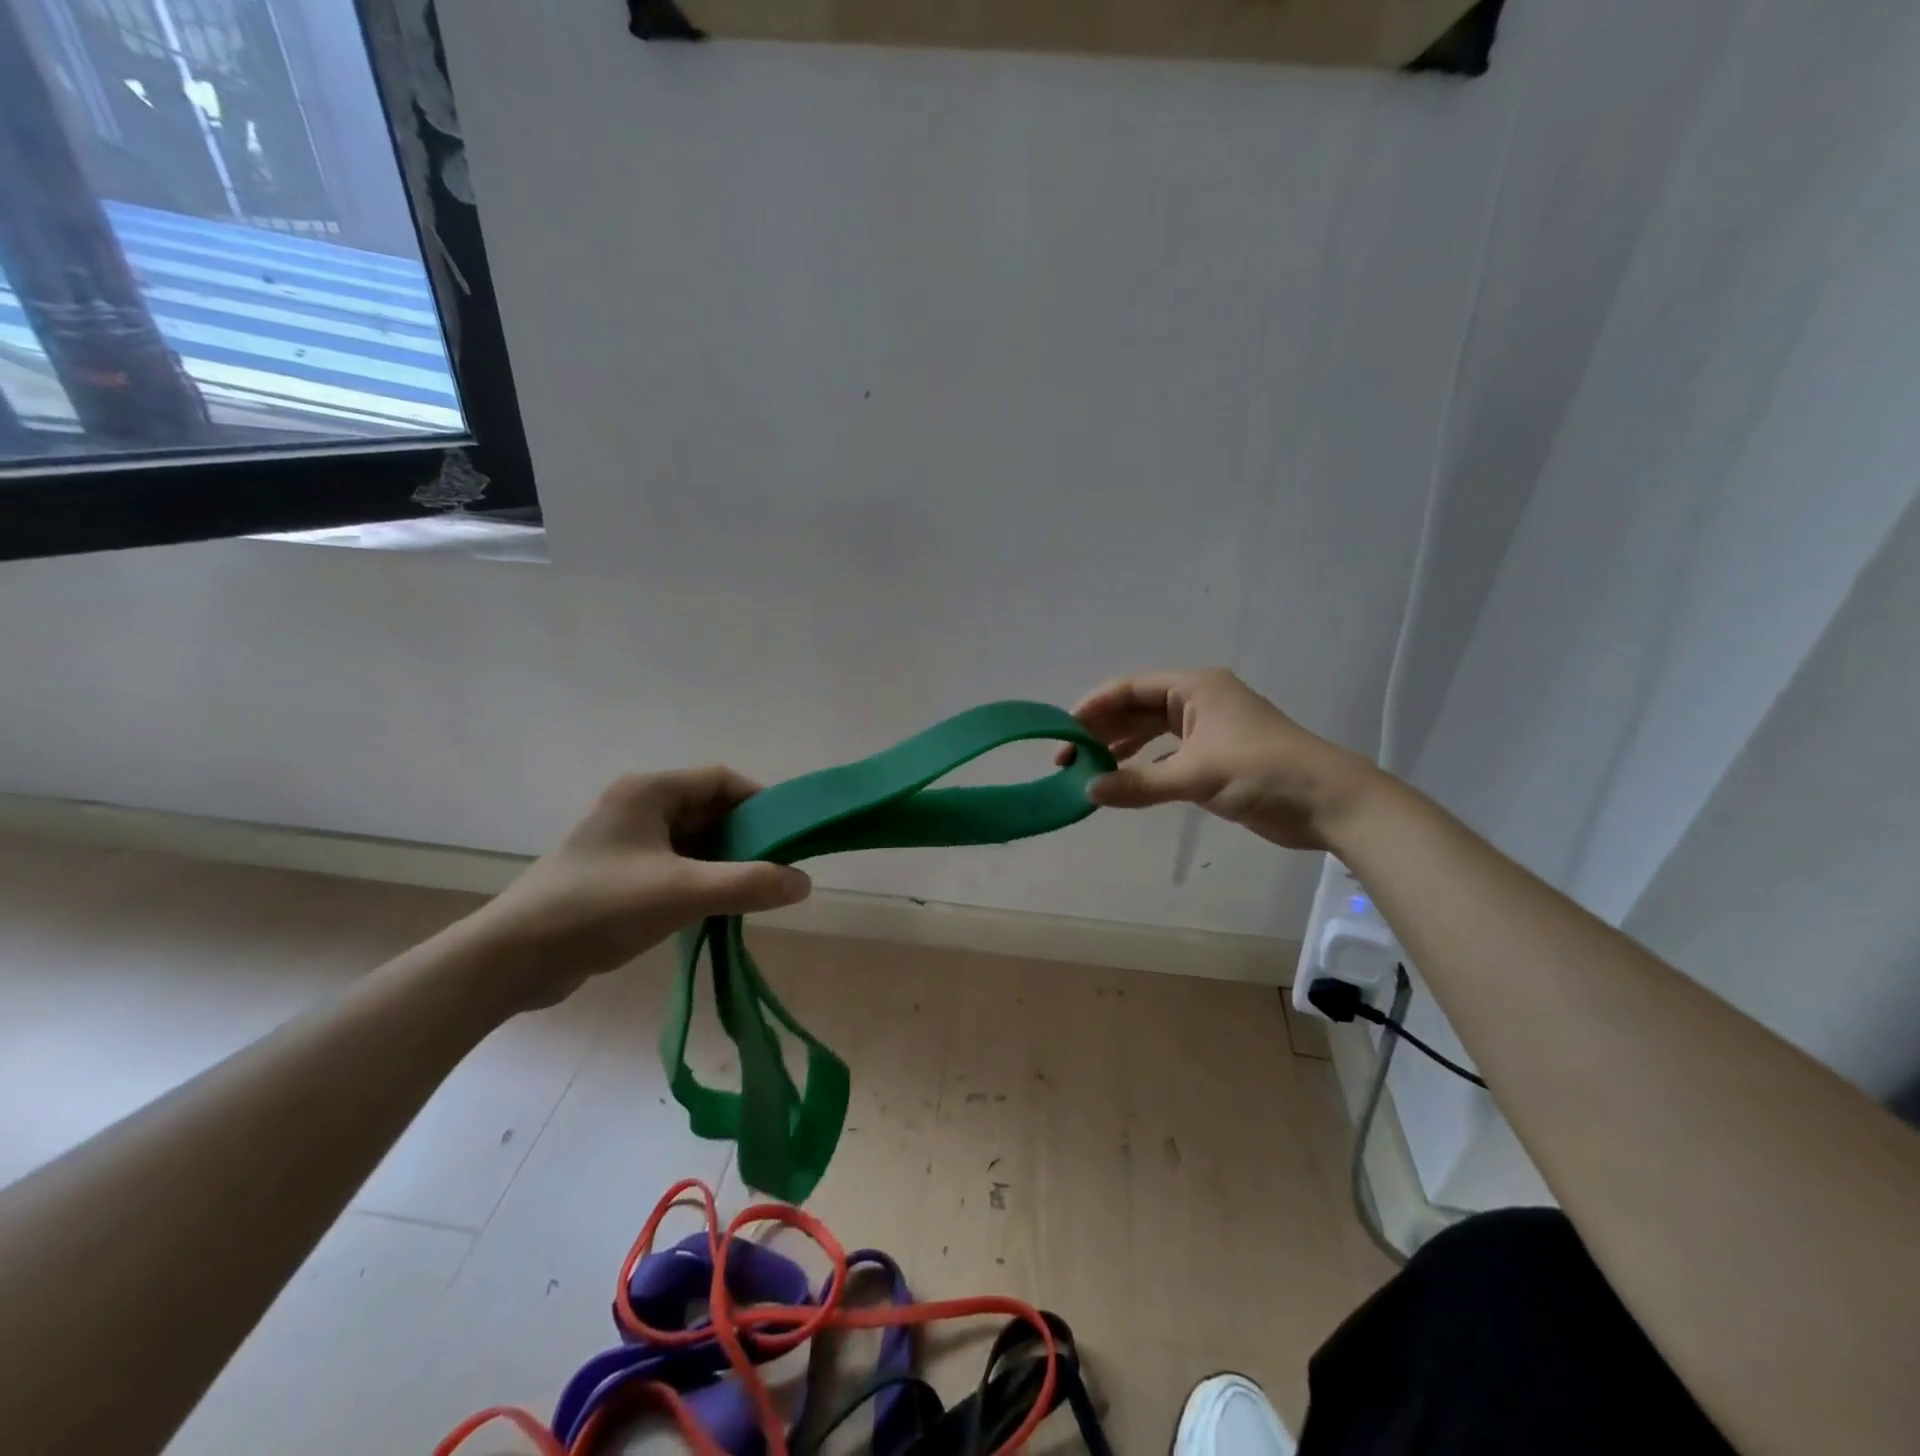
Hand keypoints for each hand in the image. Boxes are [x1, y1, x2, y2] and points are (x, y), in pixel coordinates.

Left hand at [466, 767, 811, 1009]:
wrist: (511, 959)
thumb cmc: (599, 909)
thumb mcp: (682, 893)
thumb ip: (748, 884)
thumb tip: (804, 882)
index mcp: (649, 792)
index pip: (721, 780)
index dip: (760, 802)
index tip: (790, 835)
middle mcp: (637, 807)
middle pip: (708, 809)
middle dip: (745, 837)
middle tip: (777, 868)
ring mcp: (624, 841)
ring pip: (692, 840)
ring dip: (723, 862)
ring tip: (753, 891)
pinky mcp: (616, 874)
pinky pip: (673, 865)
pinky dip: (699, 879)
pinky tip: (716, 907)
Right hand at [1065, 668, 1377, 850]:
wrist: (1329, 802)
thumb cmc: (1261, 772)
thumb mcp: (1194, 776)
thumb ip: (1138, 783)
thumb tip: (1088, 791)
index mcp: (1196, 688)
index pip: (1132, 688)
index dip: (1095, 705)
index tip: (1064, 728)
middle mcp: (1199, 701)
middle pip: (1138, 709)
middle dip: (1103, 730)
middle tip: (1068, 757)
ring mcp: (1209, 730)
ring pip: (1152, 733)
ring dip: (1121, 750)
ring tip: (1087, 771)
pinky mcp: (1217, 757)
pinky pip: (1167, 755)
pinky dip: (1144, 767)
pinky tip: (1123, 782)